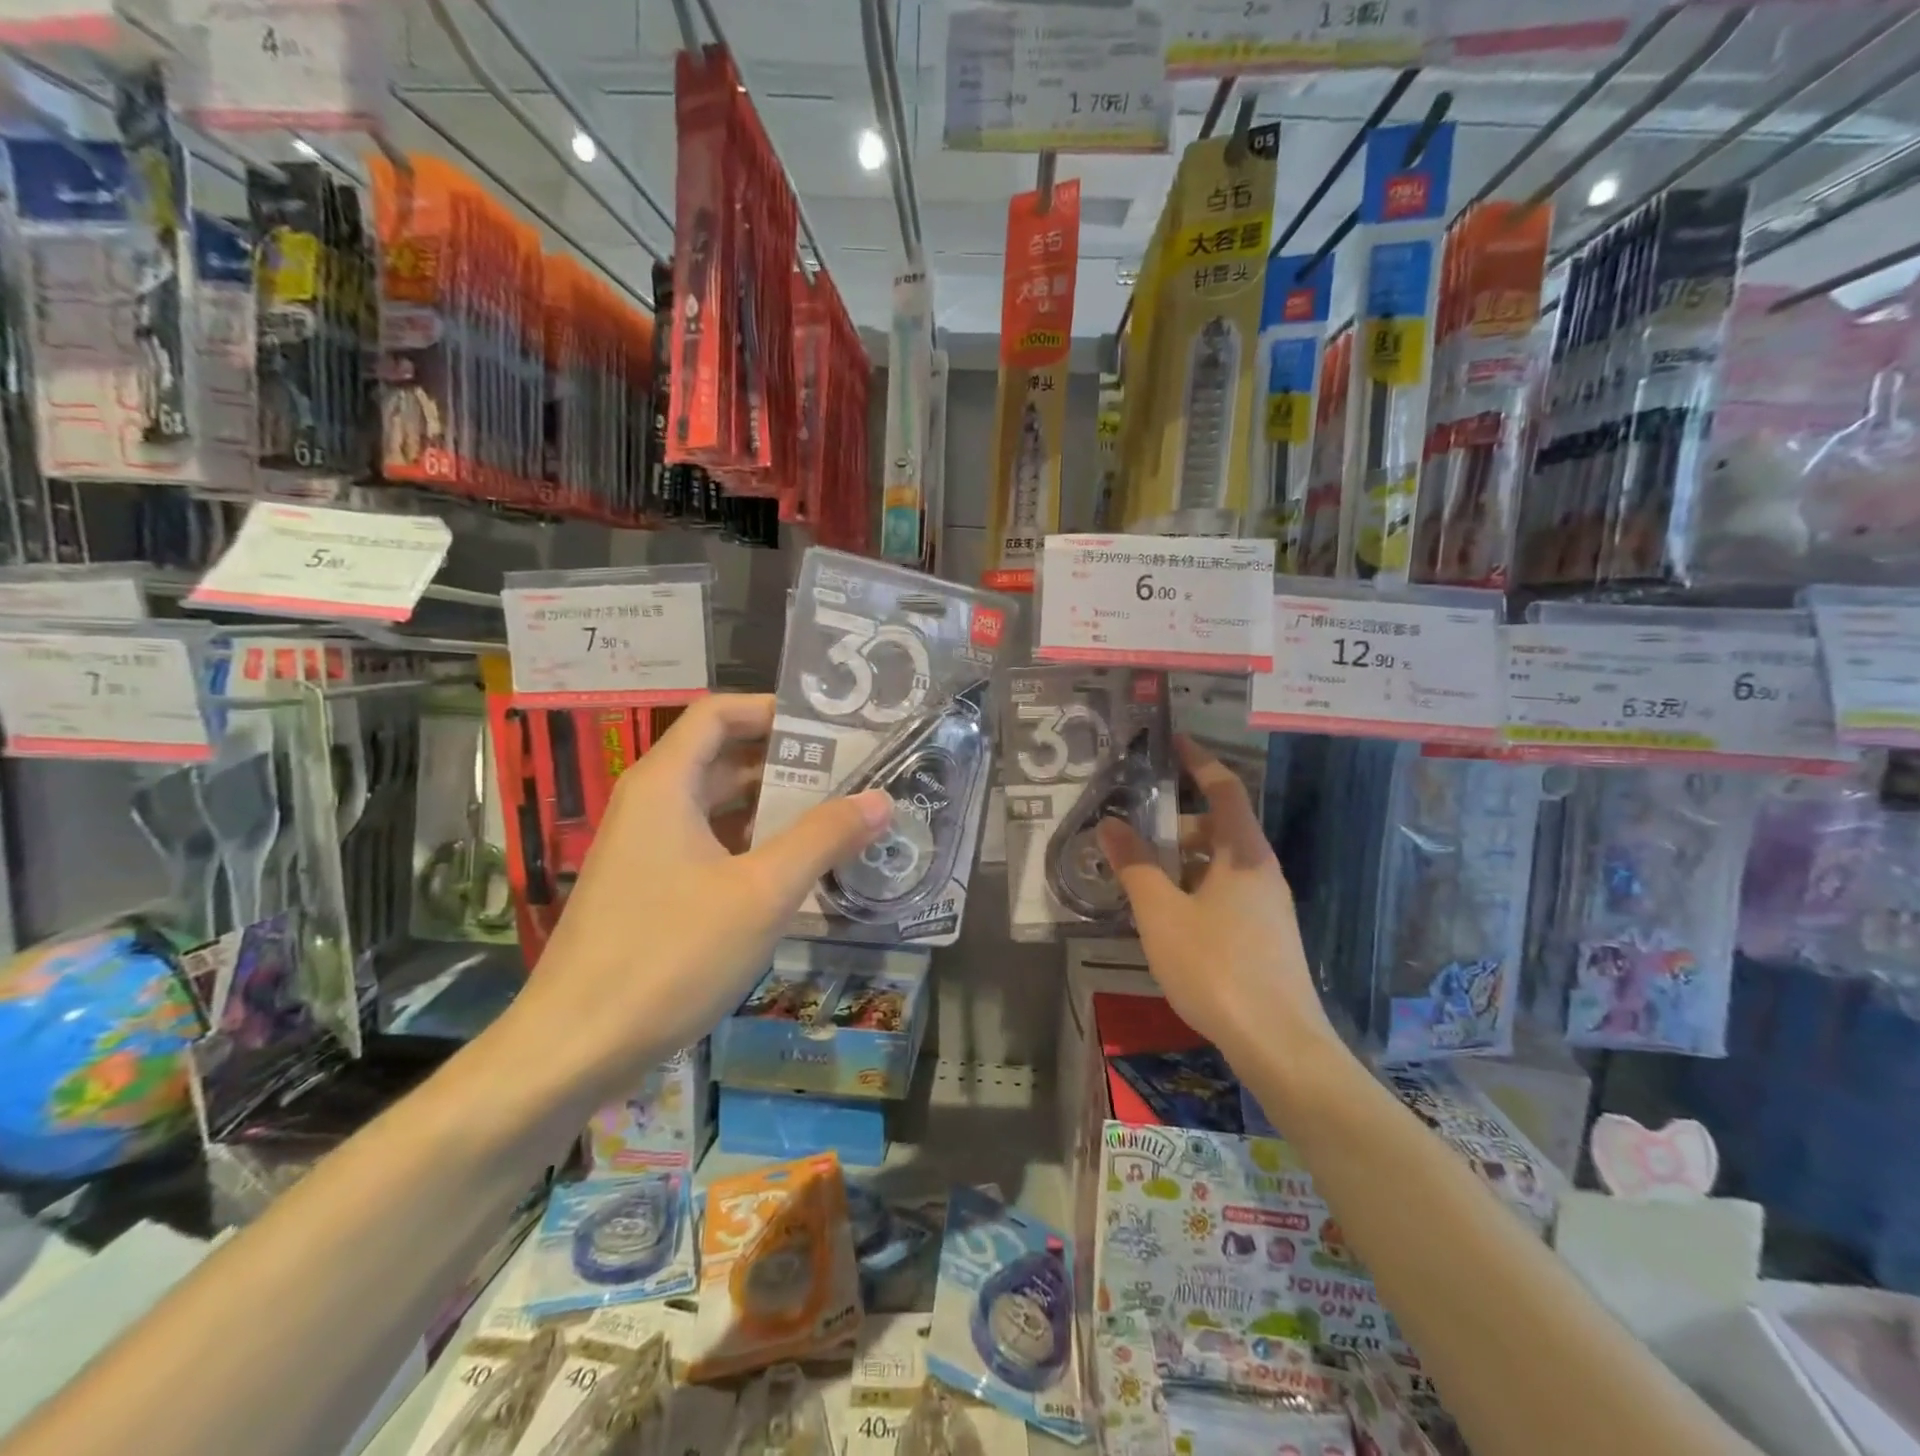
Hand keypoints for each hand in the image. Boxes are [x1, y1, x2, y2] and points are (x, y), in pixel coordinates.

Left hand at [507, 694, 890, 1098]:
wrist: (572, 1049)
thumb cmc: (669, 956)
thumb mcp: (762, 893)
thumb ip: (823, 838)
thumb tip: (881, 799)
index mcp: (665, 784)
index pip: (718, 713)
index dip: (772, 710)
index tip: (829, 726)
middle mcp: (650, 805)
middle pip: (722, 757)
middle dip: (786, 761)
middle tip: (851, 773)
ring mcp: (645, 850)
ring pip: (716, 807)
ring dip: (772, 808)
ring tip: (836, 817)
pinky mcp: (648, 890)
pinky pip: (707, 846)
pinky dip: (751, 846)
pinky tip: (794, 871)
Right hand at [1097, 736, 1335, 1062]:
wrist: (1279, 1045)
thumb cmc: (1216, 968)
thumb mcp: (1161, 913)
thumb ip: (1134, 865)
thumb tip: (1109, 824)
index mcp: (1243, 853)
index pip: (1224, 788)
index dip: (1199, 760)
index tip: (1173, 741)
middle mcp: (1262, 870)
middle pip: (1218, 827)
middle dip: (1174, 823)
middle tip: (1130, 832)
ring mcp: (1268, 905)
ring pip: (1219, 864)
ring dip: (1180, 860)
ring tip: (1138, 877)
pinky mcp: (1266, 935)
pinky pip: (1224, 892)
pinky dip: (1193, 888)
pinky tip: (1166, 916)